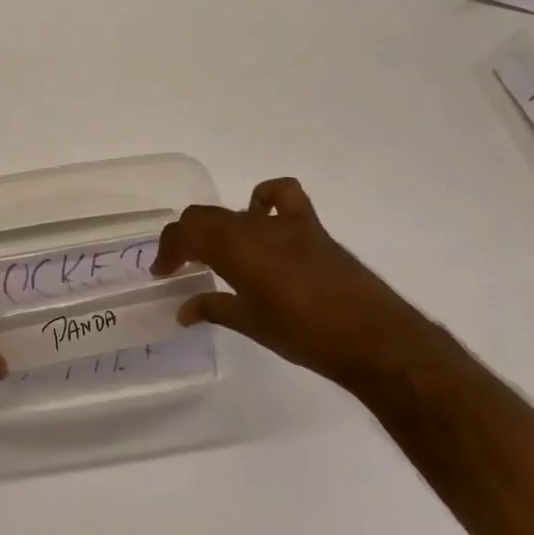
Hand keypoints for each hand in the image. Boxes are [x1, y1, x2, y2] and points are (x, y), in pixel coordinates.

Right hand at [152, 177, 436, 389]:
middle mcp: (253, 228)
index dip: (167, 251)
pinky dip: (266, 198)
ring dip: (217, 226)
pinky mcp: (311, 226)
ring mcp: (283, 223)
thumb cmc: (304, 336)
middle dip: (185, 238)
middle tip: (181, 265)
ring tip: (217, 250)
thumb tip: (183, 310)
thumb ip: (213, 309)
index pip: (184, 235)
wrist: (372, 338)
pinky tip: (263, 218)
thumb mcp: (251, 325)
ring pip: (234, 211)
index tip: (161, 272)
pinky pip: (283, 195)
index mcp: (233, 250)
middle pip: (204, 217)